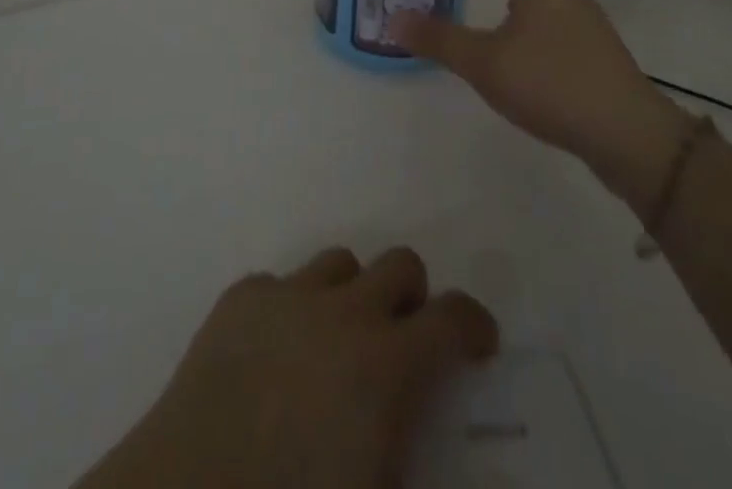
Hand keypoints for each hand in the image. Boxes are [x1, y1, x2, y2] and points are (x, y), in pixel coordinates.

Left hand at [76, 246, 496, 488]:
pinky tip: (274, 358)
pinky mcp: (238, 299)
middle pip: (398, 265)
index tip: (478, 345)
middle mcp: (341, 310)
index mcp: (385, 363)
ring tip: (337, 347)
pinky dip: (290, 310)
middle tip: (405, 343)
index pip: (451, 317)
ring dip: (352, 296)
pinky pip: (280, 284)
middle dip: (413, 299)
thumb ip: (436, 476)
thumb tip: (494, 475)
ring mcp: (285, 296)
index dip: (474, 325)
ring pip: (339, 263)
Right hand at [391, 0, 685, 185]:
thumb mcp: (484, 61)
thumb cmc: (551, 80)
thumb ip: (439, 40)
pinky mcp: (597, 57)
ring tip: (500, 11)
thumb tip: (394, 19)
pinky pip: (562, 23)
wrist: (626, 133)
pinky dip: (539, 22)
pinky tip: (525, 54)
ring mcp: (589, 27)